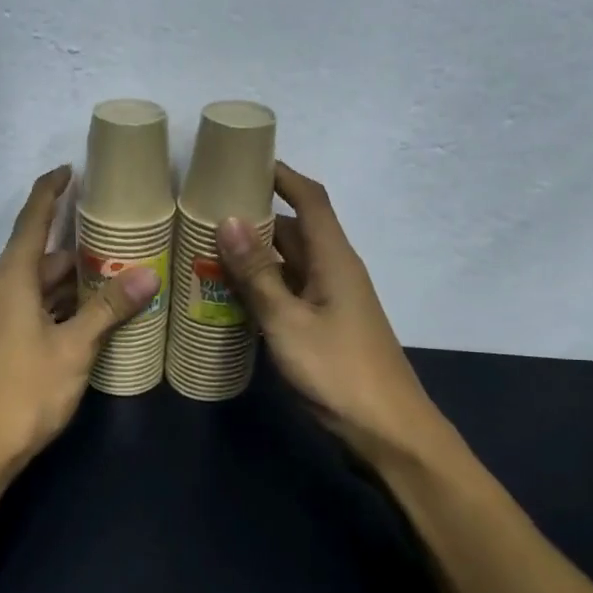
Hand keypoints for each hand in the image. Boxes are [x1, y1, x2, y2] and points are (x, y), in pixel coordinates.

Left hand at [0, 166, 158, 481]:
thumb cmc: (24, 390)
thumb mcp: (74, 348)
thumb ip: (109, 309)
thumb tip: (148, 275)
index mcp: (12, 280)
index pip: (31, 221)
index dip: (50, 192)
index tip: (70, 170)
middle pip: (40, 258)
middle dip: (78, 251)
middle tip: (120, 243)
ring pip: (37, 289)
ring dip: (71, 284)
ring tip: (114, 279)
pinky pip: (32, 312)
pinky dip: (58, 308)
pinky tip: (87, 320)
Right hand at [216, 163, 454, 468]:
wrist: (387, 432)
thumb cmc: (338, 372)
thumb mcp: (288, 322)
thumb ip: (257, 274)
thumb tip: (228, 220)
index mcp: (334, 259)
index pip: (311, 199)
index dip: (282, 175)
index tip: (244, 161)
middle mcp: (334, 272)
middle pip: (295, 230)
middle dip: (256, 217)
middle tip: (205, 211)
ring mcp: (330, 302)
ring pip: (288, 265)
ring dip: (254, 255)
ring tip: (205, 248)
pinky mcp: (323, 328)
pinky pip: (287, 293)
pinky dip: (260, 288)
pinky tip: (228, 296)